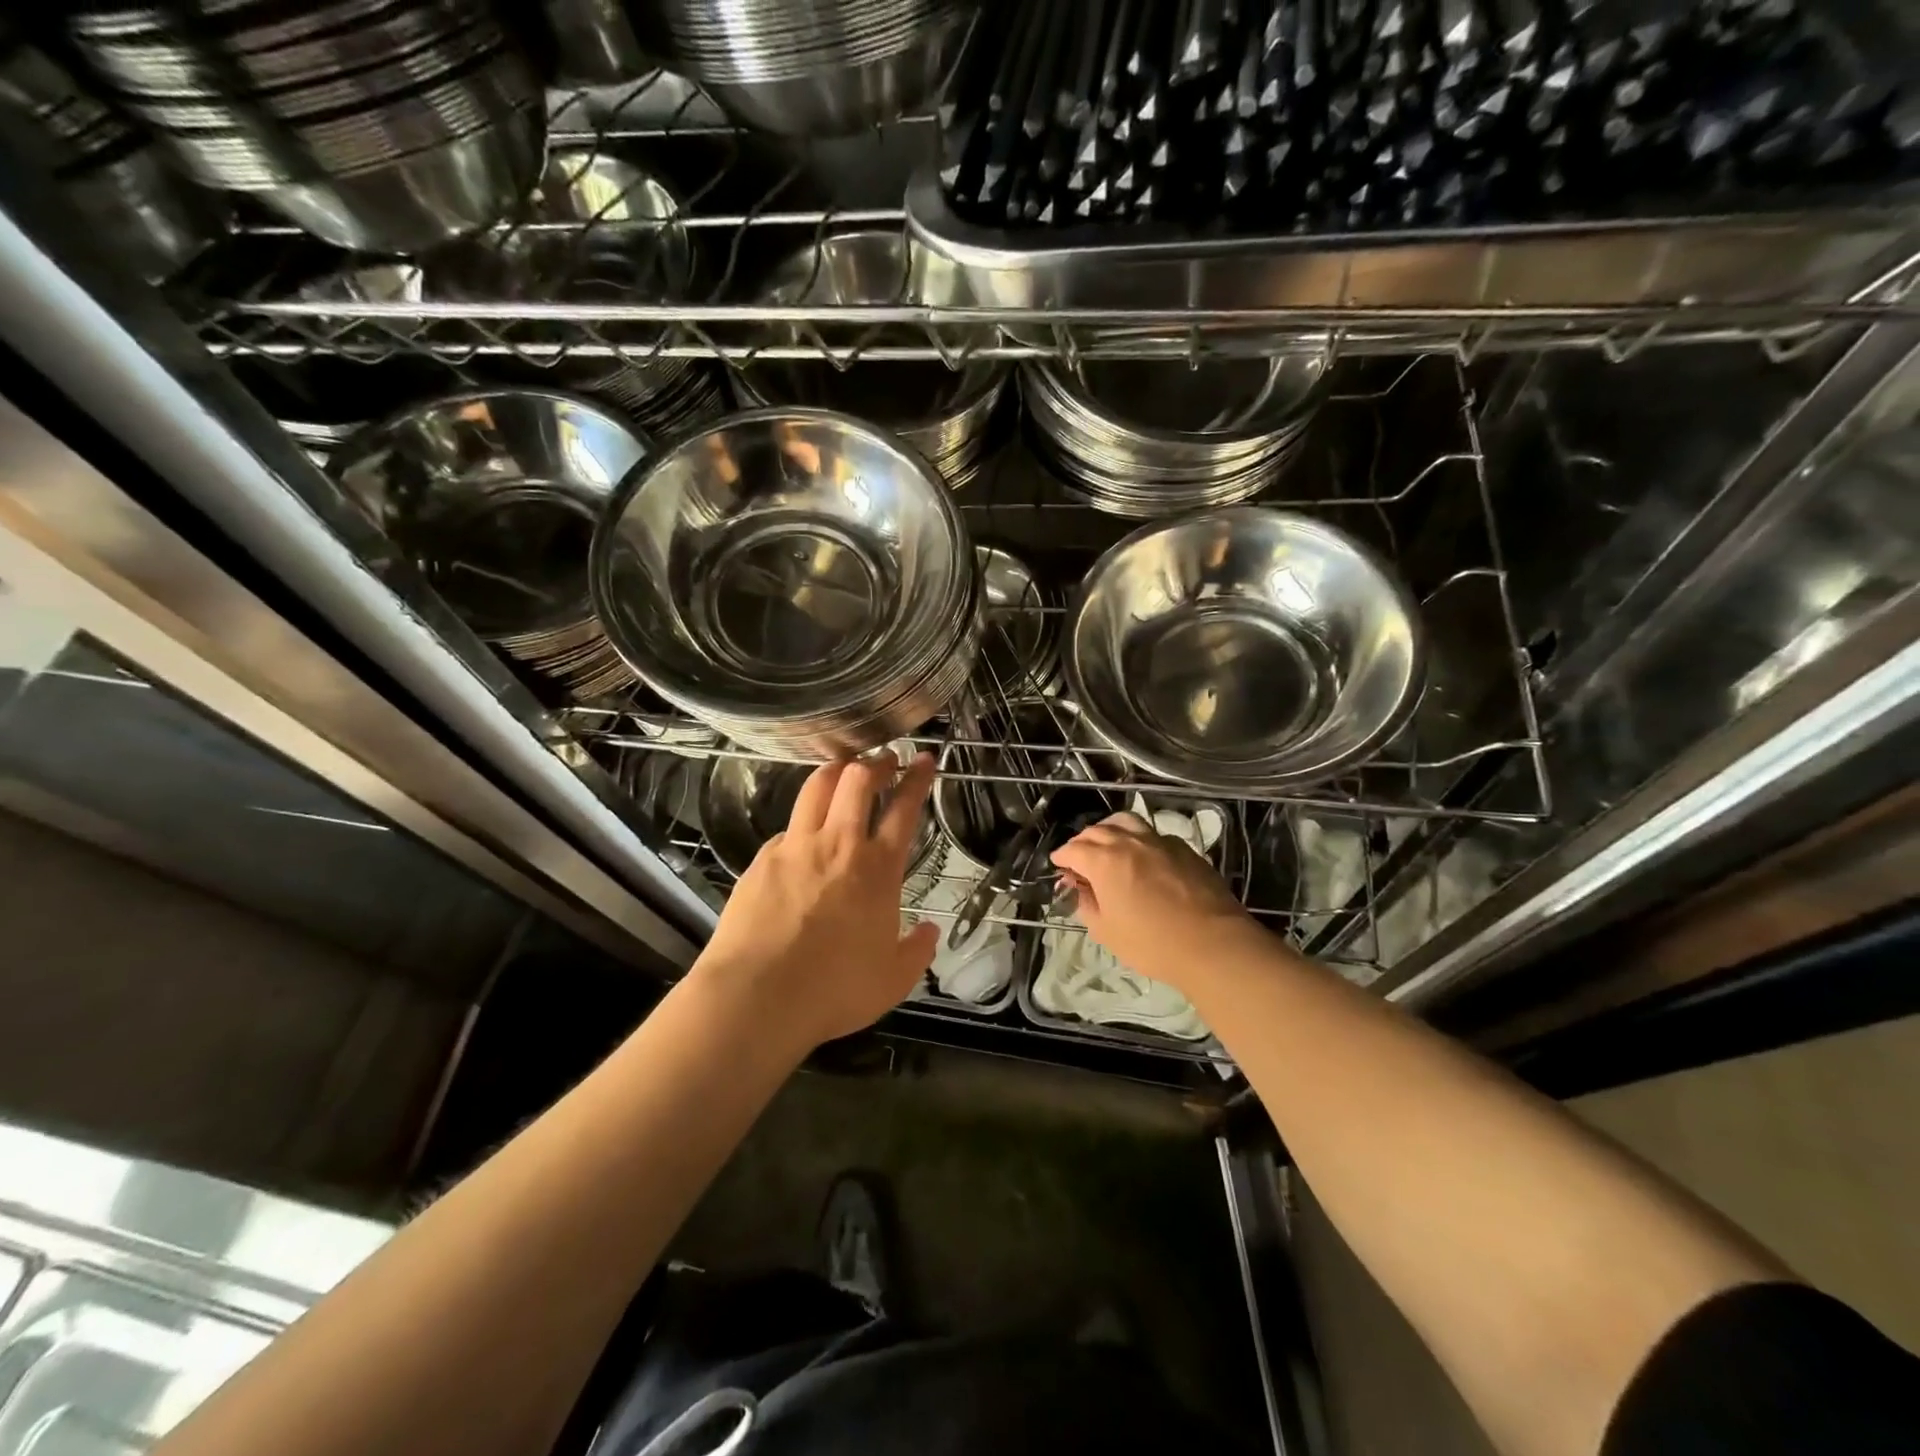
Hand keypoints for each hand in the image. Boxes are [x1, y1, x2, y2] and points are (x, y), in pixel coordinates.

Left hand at [695, 750, 938, 1054]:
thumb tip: (930, 932)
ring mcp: (796, 847)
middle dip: (876, 761)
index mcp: (878, 869)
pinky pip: (787, 827)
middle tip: (884, 758)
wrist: (758, 996)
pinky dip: (802, 820)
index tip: (923, 759)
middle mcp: (839, 845)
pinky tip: (802, 835)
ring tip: (844, 768)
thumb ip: (916, 951)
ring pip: (817, 787)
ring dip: (836, 770)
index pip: (905, 808)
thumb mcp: (893, 980)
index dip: (917, 778)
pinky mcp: (762, 859)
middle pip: (858, 780)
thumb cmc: (834, 990)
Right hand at [1050, 811, 1253, 991]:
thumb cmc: (1152, 943)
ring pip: (1127, 822)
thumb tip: (1078, 889)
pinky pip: (1153, 834)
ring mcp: (1159, 841)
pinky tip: (1142, 856)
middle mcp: (1129, 842)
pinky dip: (1138, 839)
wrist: (1213, 944)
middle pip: (1098, 831)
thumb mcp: (1106, 931)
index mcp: (1104, 860)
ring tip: (1108, 845)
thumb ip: (1086, 904)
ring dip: (1110, 830)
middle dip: (1083, 842)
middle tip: (1079, 858)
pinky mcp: (1185, 849)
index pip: (1073, 849)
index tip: (1059, 866)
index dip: (1062, 857)